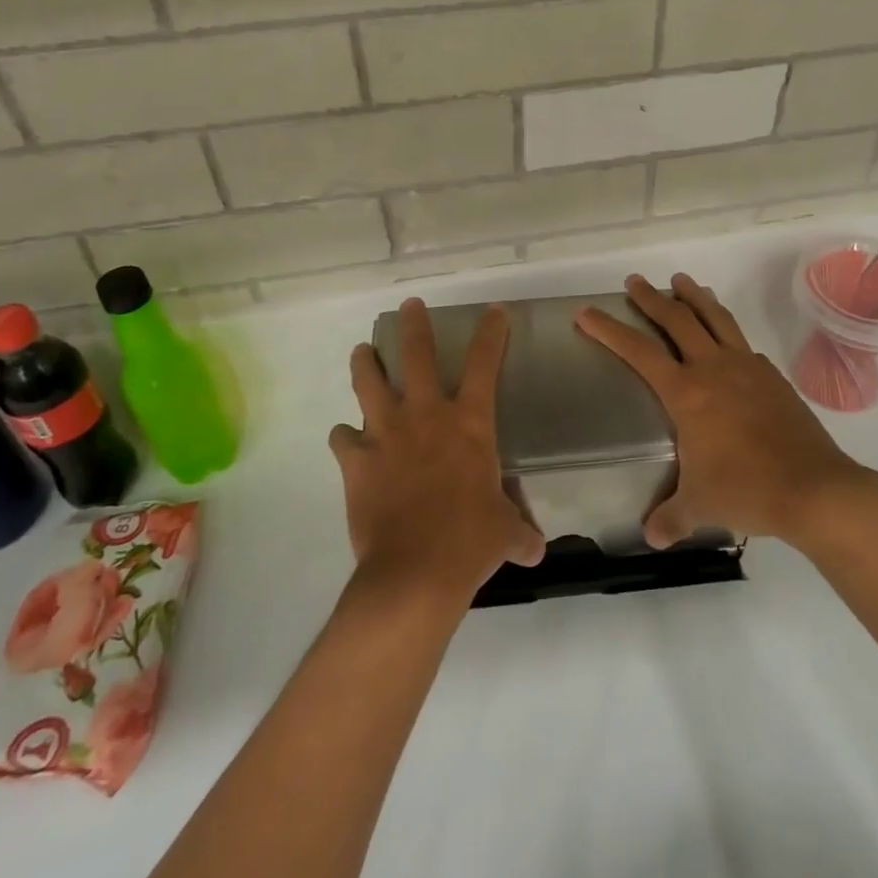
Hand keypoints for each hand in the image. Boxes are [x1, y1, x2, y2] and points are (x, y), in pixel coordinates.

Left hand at [331, 299, 544, 601]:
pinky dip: (344, 436)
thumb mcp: (505, 533)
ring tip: (361, 352)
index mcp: (468, 423)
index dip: (491, 334)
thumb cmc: (470, 542)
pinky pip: (342, 438)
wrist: (415, 571)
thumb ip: (519, 532)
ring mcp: (386, 433)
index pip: (484, 364)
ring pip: (369, 382)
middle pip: (417, 354)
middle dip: (415, 325)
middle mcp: (426, 415)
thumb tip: (536, 549)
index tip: (493, 312)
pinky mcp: (356, 460)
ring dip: (365, 364)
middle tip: (410, 306)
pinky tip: (346, 439)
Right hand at [575, 273, 868, 548]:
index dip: (609, 330)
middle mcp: (714, 369)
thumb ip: (670, 517)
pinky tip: (726, 339)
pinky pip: (742, 342)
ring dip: (695, 296)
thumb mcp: (699, 506)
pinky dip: (726, 330)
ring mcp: (748, 368)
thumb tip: (652, 536)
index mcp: (687, 393)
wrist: (814, 489)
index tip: (587, 312)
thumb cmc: (746, 491)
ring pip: (716, 318)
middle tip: (635, 281)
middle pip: (677, 320)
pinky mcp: (773, 376)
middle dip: (651, 298)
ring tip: (682, 281)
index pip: (638, 351)